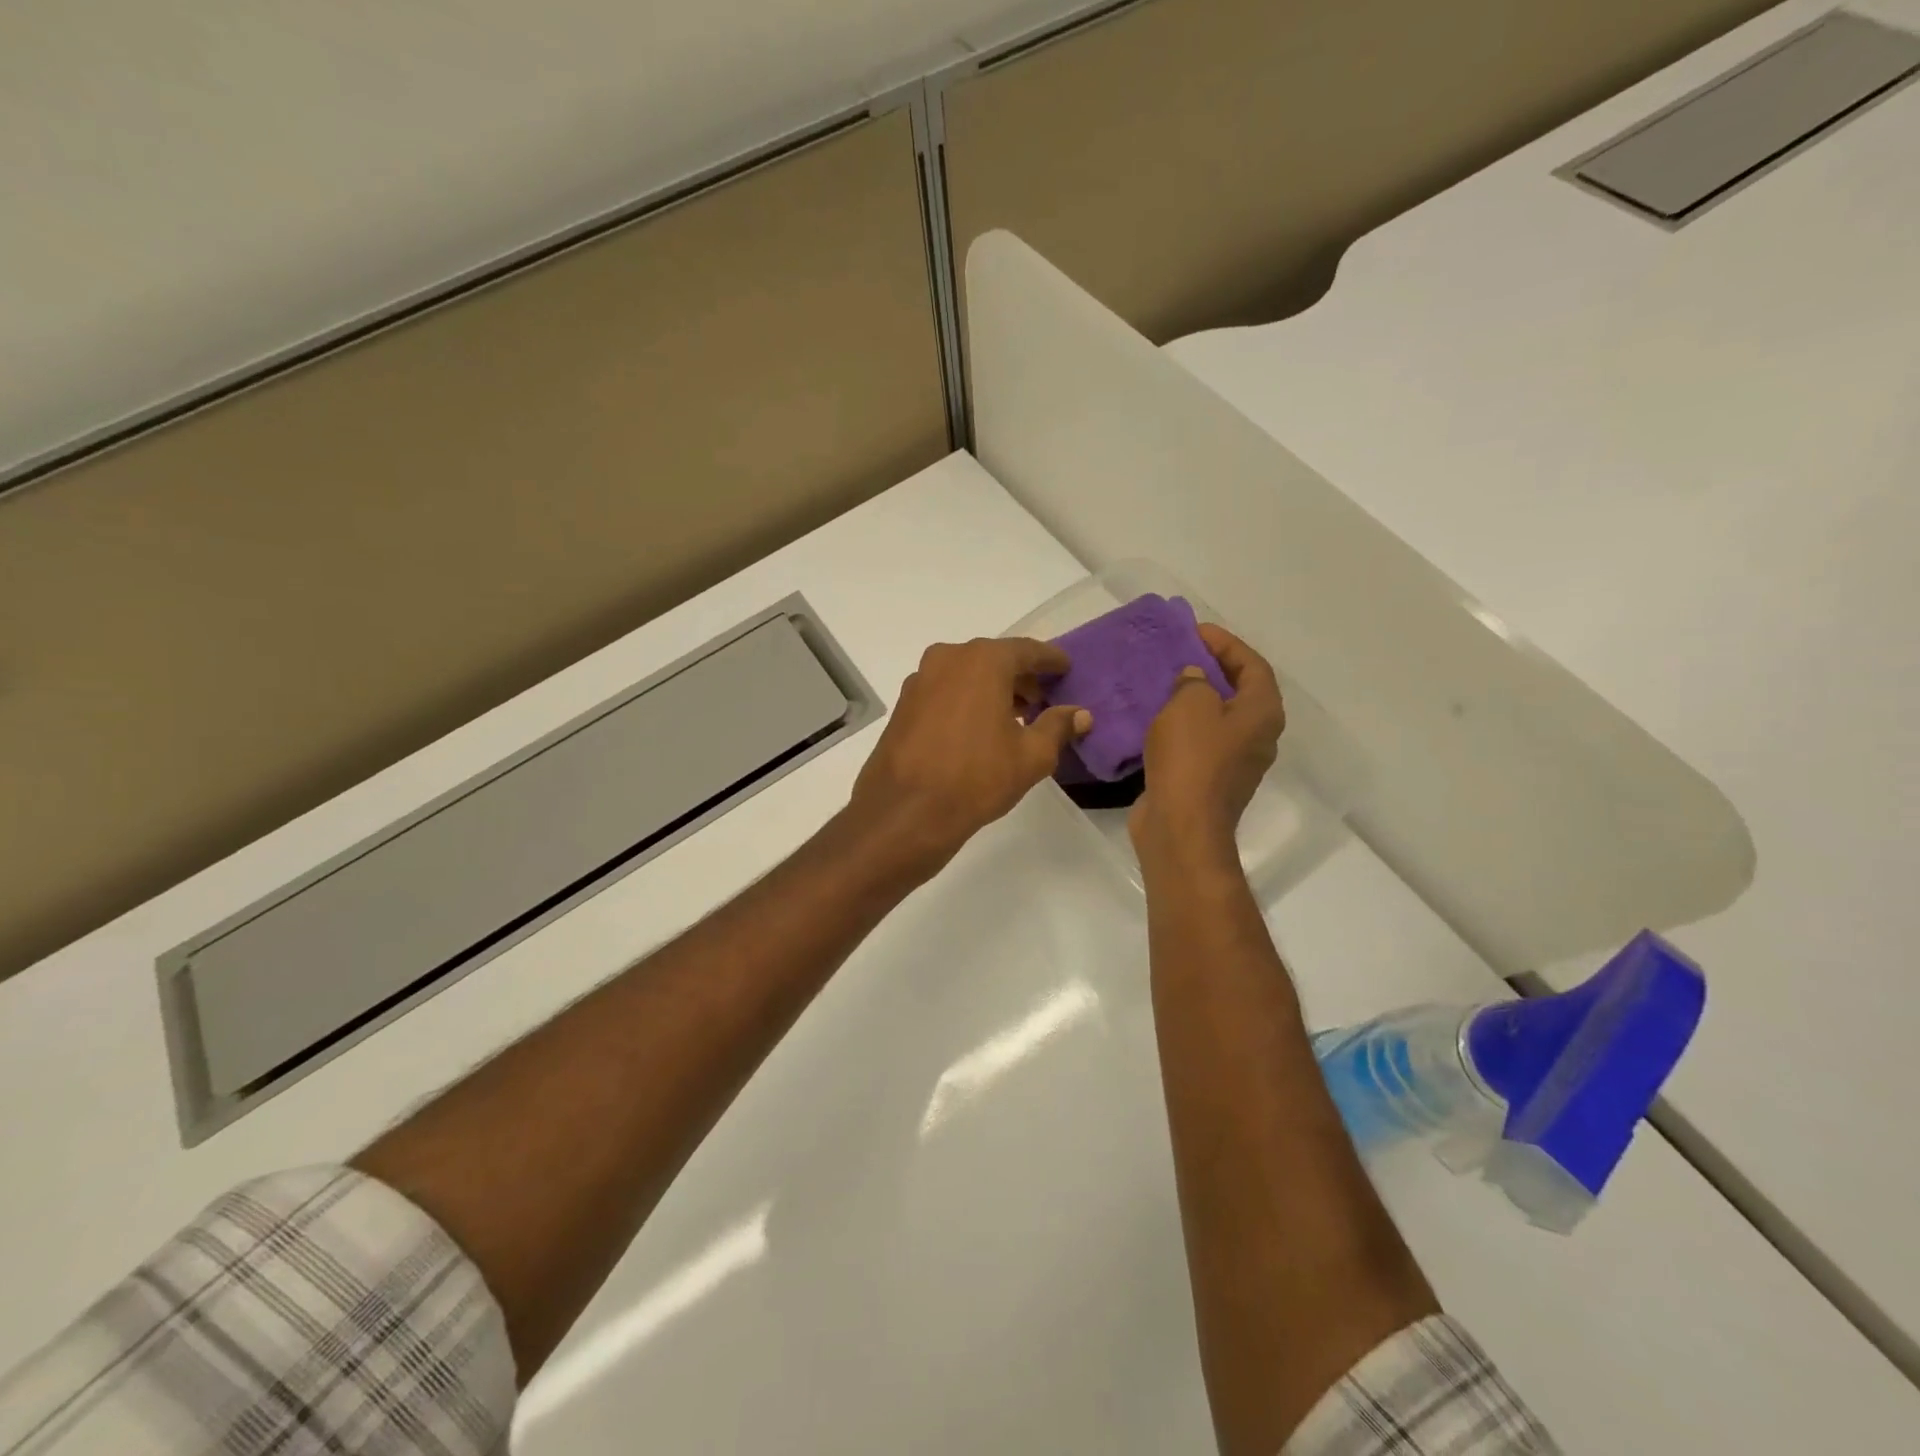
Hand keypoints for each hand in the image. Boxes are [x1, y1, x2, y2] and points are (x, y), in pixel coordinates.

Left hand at [848, 637, 1089, 875]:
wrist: (905, 812)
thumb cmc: (976, 778)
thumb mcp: (1031, 756)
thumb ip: (1058, 727)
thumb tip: (1081, 714)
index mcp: (983, 661)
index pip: (1026, 650)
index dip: (1050, 660)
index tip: (1065, 669)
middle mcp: (948, 659)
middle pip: (994, 659)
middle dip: (1020, 678)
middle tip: (1042, 700)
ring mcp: (920, 680)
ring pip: (966, 675)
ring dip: (991, 689)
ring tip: (1013, 718)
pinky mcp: (903, 705)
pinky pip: (944, 691)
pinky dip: (965, 700)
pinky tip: (977, 729)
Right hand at [1130, 624, 1285, 856]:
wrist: (1180, 824)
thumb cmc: (1191, 759)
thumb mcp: (1189, 705)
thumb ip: (1194, 681)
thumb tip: (1195, 679)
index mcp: (1262, 713)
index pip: (1252, 665)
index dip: (1226, 643)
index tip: (1195, 631)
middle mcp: (1258, 736)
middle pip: (1240, 691)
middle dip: (1212, 668)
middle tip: (1181, 653)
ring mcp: (1236, 761)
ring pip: (1219, 718)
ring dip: (1196, 698)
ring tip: (1165, 681)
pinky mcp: (1210, 779)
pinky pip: (1201, 741)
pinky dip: (1184, 724)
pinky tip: (1157, 718)